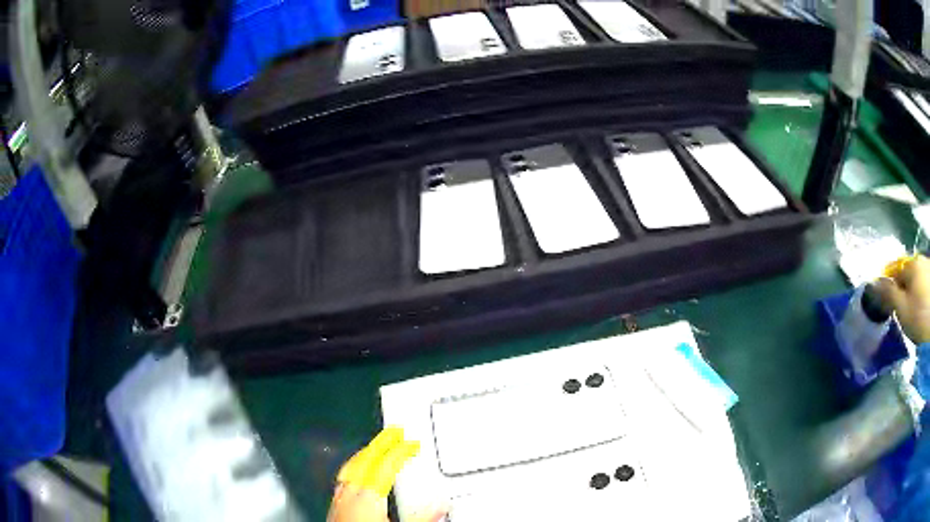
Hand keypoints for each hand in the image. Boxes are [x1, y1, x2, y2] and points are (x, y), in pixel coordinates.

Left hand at [327, 427, 447, 521]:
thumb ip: (422, 517)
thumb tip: (442, 505)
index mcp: (368, 497)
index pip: (385, 465)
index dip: (399, 451)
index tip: (411, 443)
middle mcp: (349, 493)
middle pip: (364, 460)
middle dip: (379, 444)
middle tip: (394, 433)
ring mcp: (339, 499)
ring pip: (350, 467)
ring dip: (364, 454)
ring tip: (375, 447)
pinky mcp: (334, 507)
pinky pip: (343, 478)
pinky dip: (352, 468)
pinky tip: (355, 474)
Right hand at [876, 254, 929, 343]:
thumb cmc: (919, 317)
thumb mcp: (902, 310)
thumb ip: (888, 294)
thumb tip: (874, 283)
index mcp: (910, 265)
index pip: (895, 272)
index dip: (890, 287)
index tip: (887, 304)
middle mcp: (920, 259)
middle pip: (907, 274)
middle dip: (903, 287)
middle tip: (901, 309)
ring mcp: (928, 268)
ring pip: (917, 278)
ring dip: (913, 290)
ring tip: (913, 309)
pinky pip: (924, 283)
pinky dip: (921, 293)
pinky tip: (922, 306)